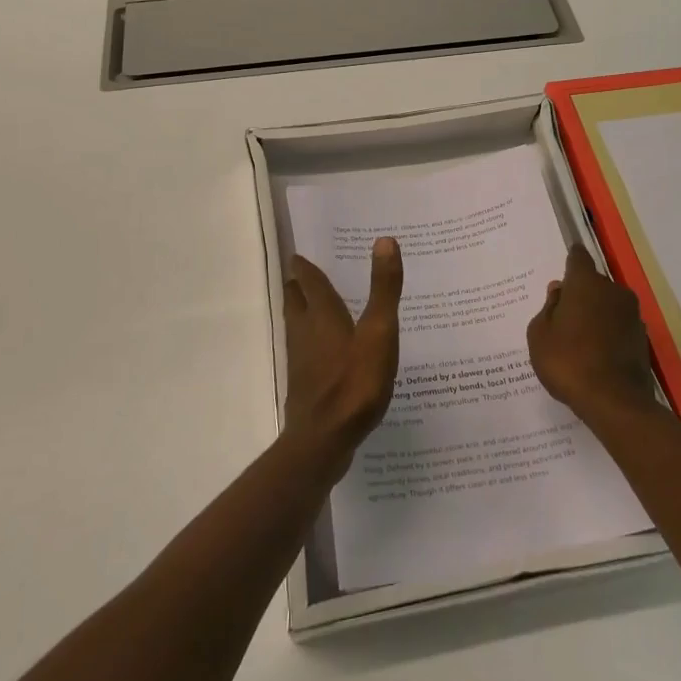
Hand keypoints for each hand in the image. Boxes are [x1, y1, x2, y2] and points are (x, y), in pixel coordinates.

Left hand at [282, 238, 402, 466]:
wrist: (324, 440)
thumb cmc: (354, 383)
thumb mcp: (379, 333)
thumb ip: (383, 289)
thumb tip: (384, 240)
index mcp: (322, 316)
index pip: (310, 283)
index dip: (305, 268)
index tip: (298, 256)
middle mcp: (305, 333)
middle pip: (296, 303)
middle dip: (297, 288)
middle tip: (300, 275)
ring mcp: (301, 362)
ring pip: (296, 328)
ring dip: (299, 313)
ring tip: (309, 306)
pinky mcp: (304, 386)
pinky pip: (303, 353)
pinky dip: (309, 342)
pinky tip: (321, 354)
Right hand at [527, 245, 660, 421]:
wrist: (614, 402)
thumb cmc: (568, 361)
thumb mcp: (540, 334)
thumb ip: (548, 308)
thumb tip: (560, 292)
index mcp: (586, 283)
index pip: (578, 257)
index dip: (570, 260)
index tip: (564, 267)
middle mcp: (613, 291)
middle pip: (594, 283)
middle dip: (580, 294)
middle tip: (563, 315)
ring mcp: (632, 315)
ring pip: (608, 305)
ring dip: (595, 314)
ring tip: (578, 339)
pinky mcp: (642, 339)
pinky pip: (618, 327)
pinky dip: (608, 334)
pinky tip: (595, 354)